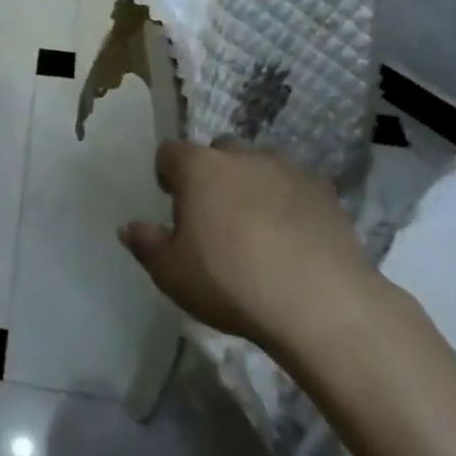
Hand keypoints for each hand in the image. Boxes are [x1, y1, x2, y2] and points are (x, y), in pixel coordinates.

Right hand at [119, 139, 384, 366]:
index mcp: (198, 167)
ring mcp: (287, 169)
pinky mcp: (326, 191)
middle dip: (213, 174)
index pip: (170, 152)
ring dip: (253, 184)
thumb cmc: (230, 282)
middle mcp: (241, 156)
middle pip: (218, 151)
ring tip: (258, 225)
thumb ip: (147, 245)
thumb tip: (129, 227)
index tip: (173, 203)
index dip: (168, 173)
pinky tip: (294, 237)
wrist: (320, 304)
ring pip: (260, 165)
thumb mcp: (172, 274)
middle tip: (215, 216)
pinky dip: (291, 202)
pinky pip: (297, 186)